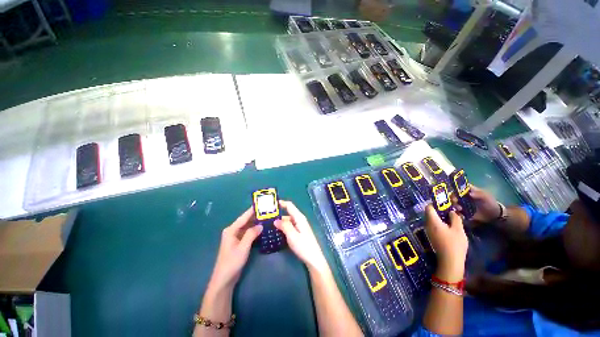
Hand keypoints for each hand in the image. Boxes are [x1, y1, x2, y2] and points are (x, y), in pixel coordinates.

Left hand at [209, 207, 262, 289]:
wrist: (225, 276)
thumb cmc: (232, 261)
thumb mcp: (243, 248)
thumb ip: (251, 235)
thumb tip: (260, 225)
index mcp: (231, 230)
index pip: (243, 218)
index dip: (252, 211)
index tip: (261, 204)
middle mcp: (232, 232)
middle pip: (245, 222)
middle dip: (255, 217)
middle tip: (268, 212)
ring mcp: (235, 239)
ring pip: (246, 229)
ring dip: (255, 225)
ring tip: (268, 220)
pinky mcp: (238, 245)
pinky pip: (247, 236)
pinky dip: (254, 233)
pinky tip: (262, 232)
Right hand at [274, 200, 328, 272]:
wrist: (313, 259)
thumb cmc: (304, 247)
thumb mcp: (292, 236)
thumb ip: (284, 226)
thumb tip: (275, 220)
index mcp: (299, 218)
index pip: (289, 206)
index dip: (280, 203)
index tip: (269, 203)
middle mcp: (300, 221)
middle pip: (287, 214)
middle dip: (277, 215)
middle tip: (264, 218)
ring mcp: (300, 228)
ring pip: (287, 222)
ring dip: (279, 223)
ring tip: (267, 225)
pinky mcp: (299, 235)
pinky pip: (289, 228)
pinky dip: (282, 229)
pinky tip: (275, 233)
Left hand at [425, 205, 467, 280]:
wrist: (451, 264)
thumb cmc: (455, 244)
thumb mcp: (458, 228)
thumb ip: (454, 217)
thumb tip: (450, 212)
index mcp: (433, 223)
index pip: (429, 208)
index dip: (436, 202)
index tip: (445, 199)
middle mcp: (429, 228)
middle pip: (431, 214)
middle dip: (440, 208)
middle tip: (451, 205)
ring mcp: (430, 235)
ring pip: (434, 221)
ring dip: (442, 216)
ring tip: (453, 213)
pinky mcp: (434, 241)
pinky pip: (436, 227)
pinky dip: (442, 223)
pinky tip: (451, 223)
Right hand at [452, 185, 500, 223]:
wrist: (493, 215)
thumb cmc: (490, 202)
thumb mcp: (486, 196)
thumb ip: (478, 193)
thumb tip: (469, 193)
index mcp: (471, 191)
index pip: (461, 187)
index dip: (456, 188)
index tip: (454, 192)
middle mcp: (467, 198)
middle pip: (457, 196)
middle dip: (454, 198)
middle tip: (455, 202)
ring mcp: (466, 207)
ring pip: (457, 205)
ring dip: (455, 206)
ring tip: (459, 209)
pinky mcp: (467, 215)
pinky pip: (460, 214)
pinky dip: (458, 215)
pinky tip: (460, 216)